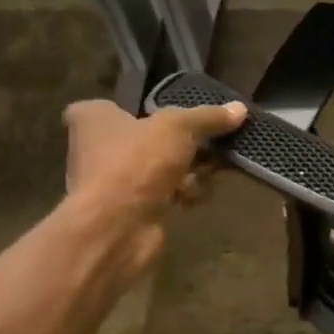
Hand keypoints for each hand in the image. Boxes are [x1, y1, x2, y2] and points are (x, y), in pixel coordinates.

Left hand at [60, 98, 246, 277]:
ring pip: (158, 167)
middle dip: (181, 143)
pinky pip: (162, 193)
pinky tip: (197, 196)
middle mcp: (95, 148)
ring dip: (186, 170)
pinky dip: (181, 194)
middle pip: (147, 138)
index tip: (174, 114)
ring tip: (210, 171)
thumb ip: (208, 117)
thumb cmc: (137, 162)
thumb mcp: (179, 127)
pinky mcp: (128, 209)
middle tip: (211, 142)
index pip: (116, 105)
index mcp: (94, 118)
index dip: (145, 108)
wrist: (116, 227)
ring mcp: (111, 182)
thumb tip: (239, 109)